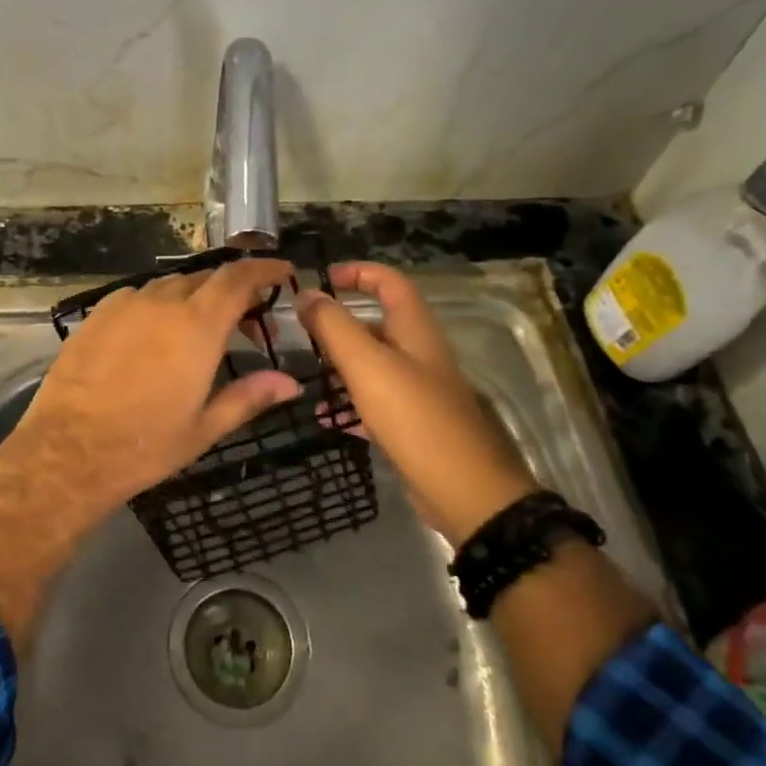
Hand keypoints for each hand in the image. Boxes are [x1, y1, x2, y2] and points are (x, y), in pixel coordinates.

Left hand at [0, 257, 301, 646]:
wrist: (68, 452)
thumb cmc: (144, 445)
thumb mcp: (204, 428)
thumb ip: (250, 397)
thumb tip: (291, 383)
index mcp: (197, 326)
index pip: (238, 278)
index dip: (263, 268)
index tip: (282, 271)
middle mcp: (162, 303)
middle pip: (206, 278)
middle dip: (232, 291)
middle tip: (245, 322)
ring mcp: (125, 305)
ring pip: (170, 286)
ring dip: (194, 298)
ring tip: (200, 330)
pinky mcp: (97, 315)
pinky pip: (138, 296)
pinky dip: (159, 305)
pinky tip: (155, 335)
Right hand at [296, 262, 537, 546]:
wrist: (465, 492)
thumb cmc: (415, 417)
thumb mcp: (367, 365)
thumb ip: (333, 327)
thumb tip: (306, 293)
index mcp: (414, 329)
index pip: (388, 282)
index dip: (357, 273)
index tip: (320, 280)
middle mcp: (419, 353)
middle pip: (376, 324)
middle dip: (338, 324)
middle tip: (301, 334)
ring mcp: (417, 390)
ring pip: (372, 365)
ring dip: (339, 366)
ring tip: (304, 374)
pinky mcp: (412, 424)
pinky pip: (374, 402)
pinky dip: (348, 404)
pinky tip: (324, 417)